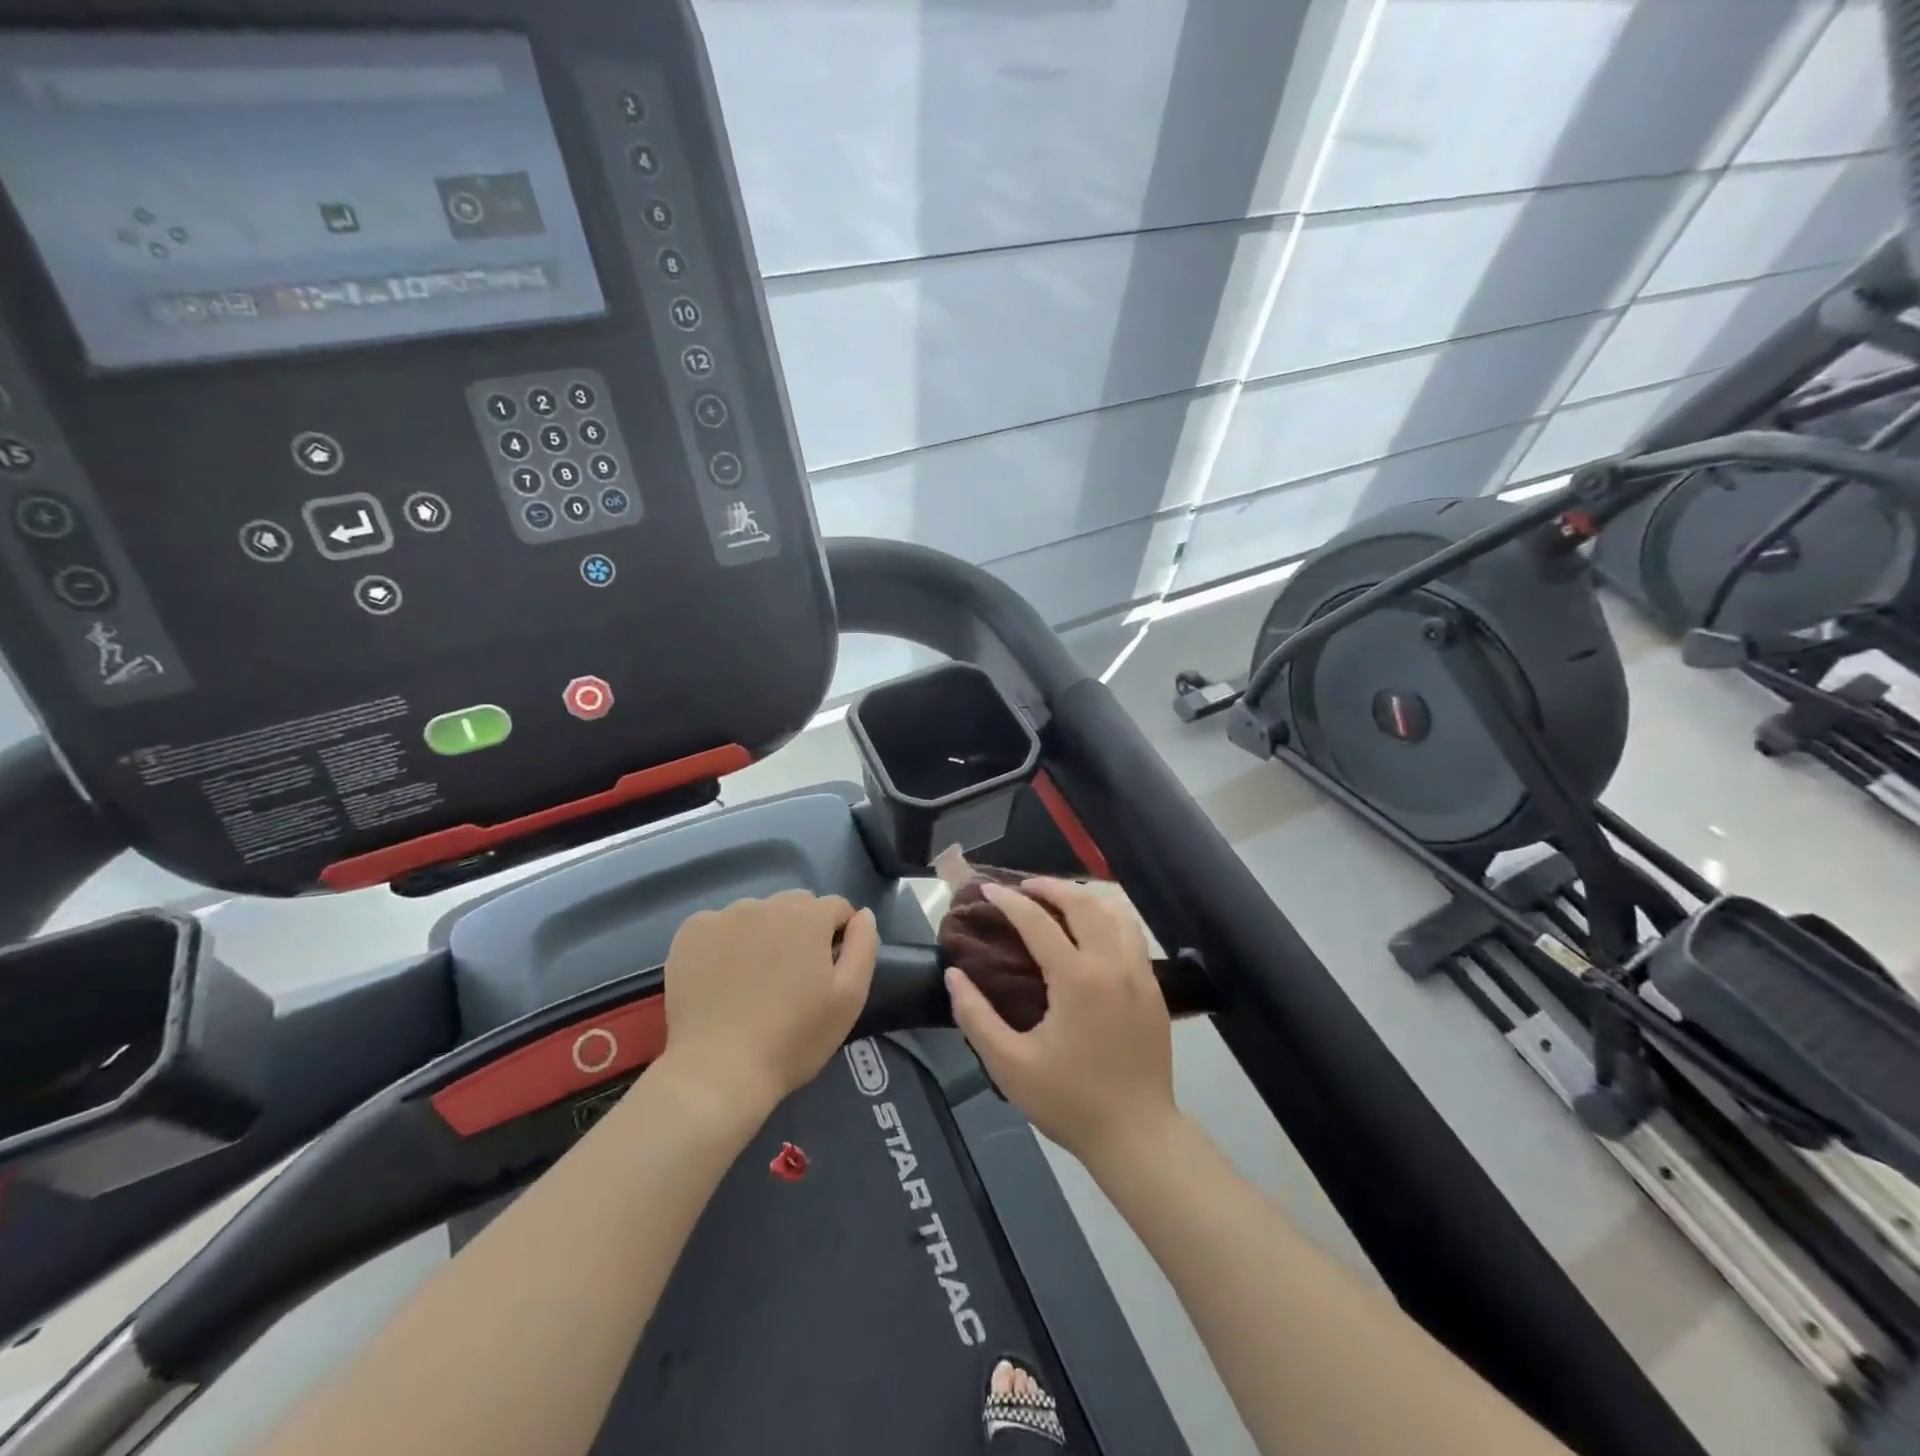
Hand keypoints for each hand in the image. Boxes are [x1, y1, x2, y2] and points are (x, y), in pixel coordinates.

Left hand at [657, 890, 877, 1121]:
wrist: (717, 1071)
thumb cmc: (793, 1039)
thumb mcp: (849, 998)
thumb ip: (863, 946)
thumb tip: (862, 915)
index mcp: (808, 916)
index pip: (837, 907)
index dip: (839, 935)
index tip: (829, 970)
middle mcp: (766, 904)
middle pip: (797, 904)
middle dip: (803, 929)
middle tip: (794, 976)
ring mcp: (724, 916)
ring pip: (757, 913)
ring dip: (764, 934)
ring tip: (755, 980)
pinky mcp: (691, 932)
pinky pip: (720, 925)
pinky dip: (726, 942)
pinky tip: (722, 977)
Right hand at [945, 878, 1176, 1167]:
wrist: (1137, 1135)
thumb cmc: (1069, 1100)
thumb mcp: (1010, 1065)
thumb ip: (976, 1016)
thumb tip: (955, 975)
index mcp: (1077, 979)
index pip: (1038, 922)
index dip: (1010, 901)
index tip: (988, 889)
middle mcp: (1112, 964)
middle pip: (1083, 903)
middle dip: (1050, 886)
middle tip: (1023, 887)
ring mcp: (1139, 974)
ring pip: (1115, 912)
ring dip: (1084, 897)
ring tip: (1059, 901)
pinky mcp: (1153, 988)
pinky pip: (1132, 934)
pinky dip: (1109, 917)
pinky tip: (1093, 931)